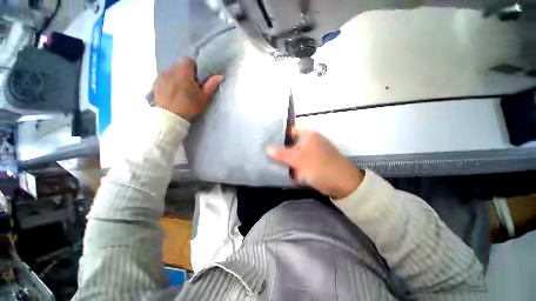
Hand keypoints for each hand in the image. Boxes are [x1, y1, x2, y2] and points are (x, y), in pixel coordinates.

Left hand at [154, 58, 223, 120]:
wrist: (170, 117)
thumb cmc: (190, 106)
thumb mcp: (204, 97)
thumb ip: (211, 84)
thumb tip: (221, 75)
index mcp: (183, 71)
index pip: (189, 60)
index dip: (195, 67)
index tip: (198, 78)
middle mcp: (170, 70)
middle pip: (180, 65)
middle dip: (186, 71)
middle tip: (191, 84)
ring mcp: (161, 76)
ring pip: (172, 71)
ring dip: (178, 76)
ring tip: (182, 89)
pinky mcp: (156, 83)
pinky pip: (165, 77)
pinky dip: (170, 81)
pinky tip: (173, 92)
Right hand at [267, 128, 363, 199]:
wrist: (341, 184)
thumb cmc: (320, 166)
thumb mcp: (299, 159)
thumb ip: (281, 153)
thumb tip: (266, 148)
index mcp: (307, 135)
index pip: (289, 131)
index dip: (277, 135)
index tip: (264, 141)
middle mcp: (308, 142)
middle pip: (289, 143)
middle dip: (278, 149)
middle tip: (263, 152)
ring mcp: (309, 154)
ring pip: (292, 154)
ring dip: (282, 158)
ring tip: (266, 160)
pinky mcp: (309, 164)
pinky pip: (295, 163)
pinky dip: (288, 166)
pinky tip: (278, 169)